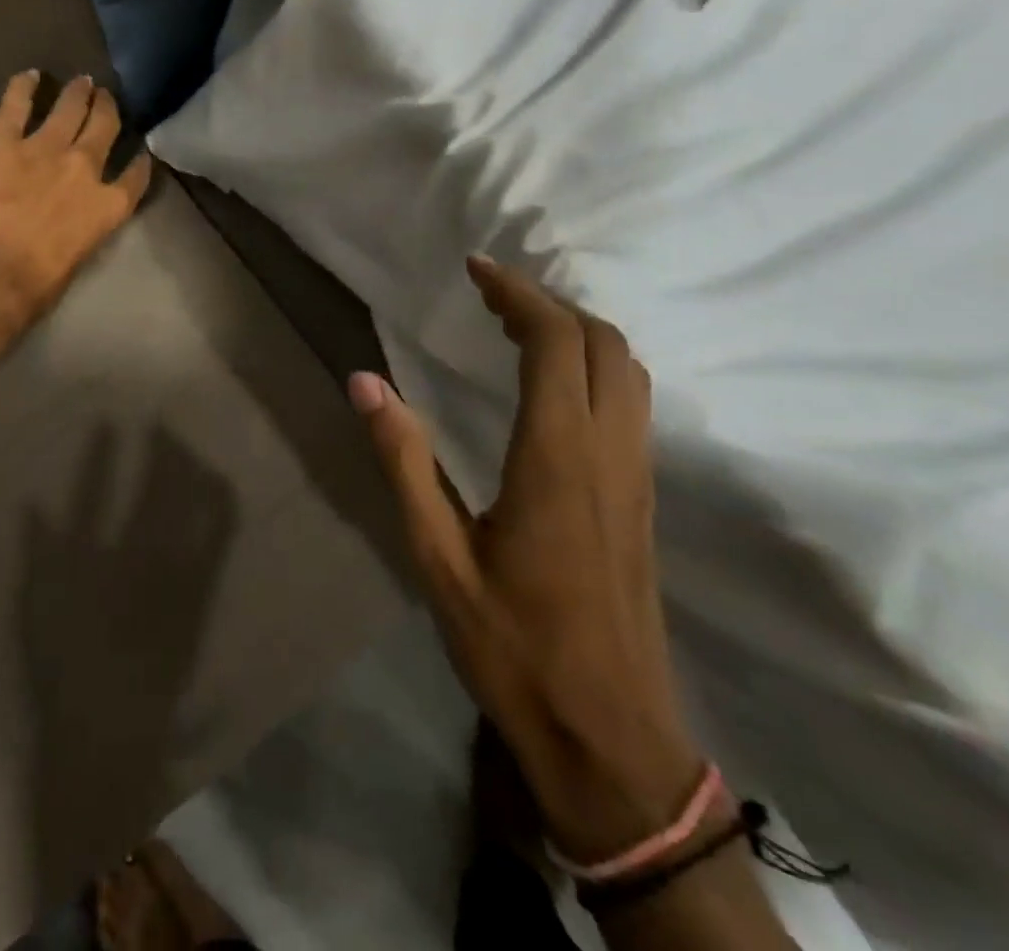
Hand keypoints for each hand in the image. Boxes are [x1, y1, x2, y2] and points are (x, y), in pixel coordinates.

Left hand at [0, 71, 151, 339]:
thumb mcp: (74, 262)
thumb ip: (80, 233)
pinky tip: (30, 75)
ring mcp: (45, 146)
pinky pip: (17, 101)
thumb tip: (68, 228)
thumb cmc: (31, 287)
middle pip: (105, 127)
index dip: (139, 161)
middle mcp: (85, 167)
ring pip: (70, 107)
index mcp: (107, 207)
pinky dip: (24, 85)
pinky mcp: (3, 137)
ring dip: (78, 92)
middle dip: (107, 110)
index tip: (140, 151)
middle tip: (105, 99)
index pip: (135, 177)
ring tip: (82, 82)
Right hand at [349, 257, 698, 863]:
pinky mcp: (643, 500)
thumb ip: (404, 461)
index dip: (518, 295)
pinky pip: (631, 403)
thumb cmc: (513, 646)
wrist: (611, 739)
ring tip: (518, 325)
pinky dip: (595, 365)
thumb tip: (365, 382)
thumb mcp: (437, 556)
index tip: (476, 269)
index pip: (554, 344)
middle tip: (490, 294)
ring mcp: (637, 477)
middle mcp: (609, 454)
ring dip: (578, 331)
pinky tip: (553, 383)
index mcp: (557, 458)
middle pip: (604, 344)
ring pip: (628, 371)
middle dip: (549, 303)